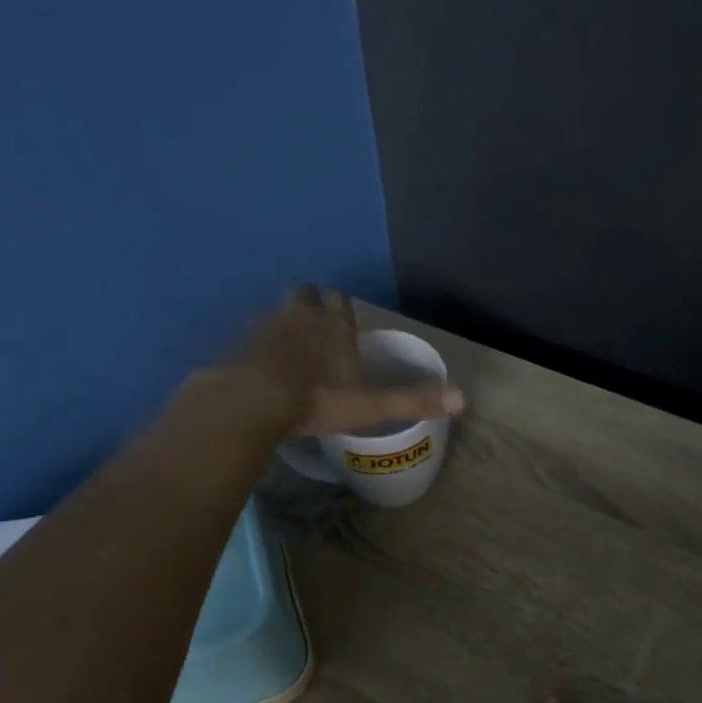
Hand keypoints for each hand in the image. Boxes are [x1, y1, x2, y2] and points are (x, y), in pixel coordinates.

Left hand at [229, 286, 462, 435]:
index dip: (341, 310)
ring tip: (287, 351)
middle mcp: (301, 316)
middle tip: (314, 332)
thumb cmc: (317, 400)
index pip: (340, 301)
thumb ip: (412, 401)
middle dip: (310, 306)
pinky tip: (259, 367)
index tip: (342, 325)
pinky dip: (257, 345)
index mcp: (334, 326)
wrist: (252, 401)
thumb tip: (463, 399)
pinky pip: (250, 334)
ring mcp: (265, 325)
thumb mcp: (369, 406)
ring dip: (283, 324)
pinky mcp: (238, 342)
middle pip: (305, 296)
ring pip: (276, 312)